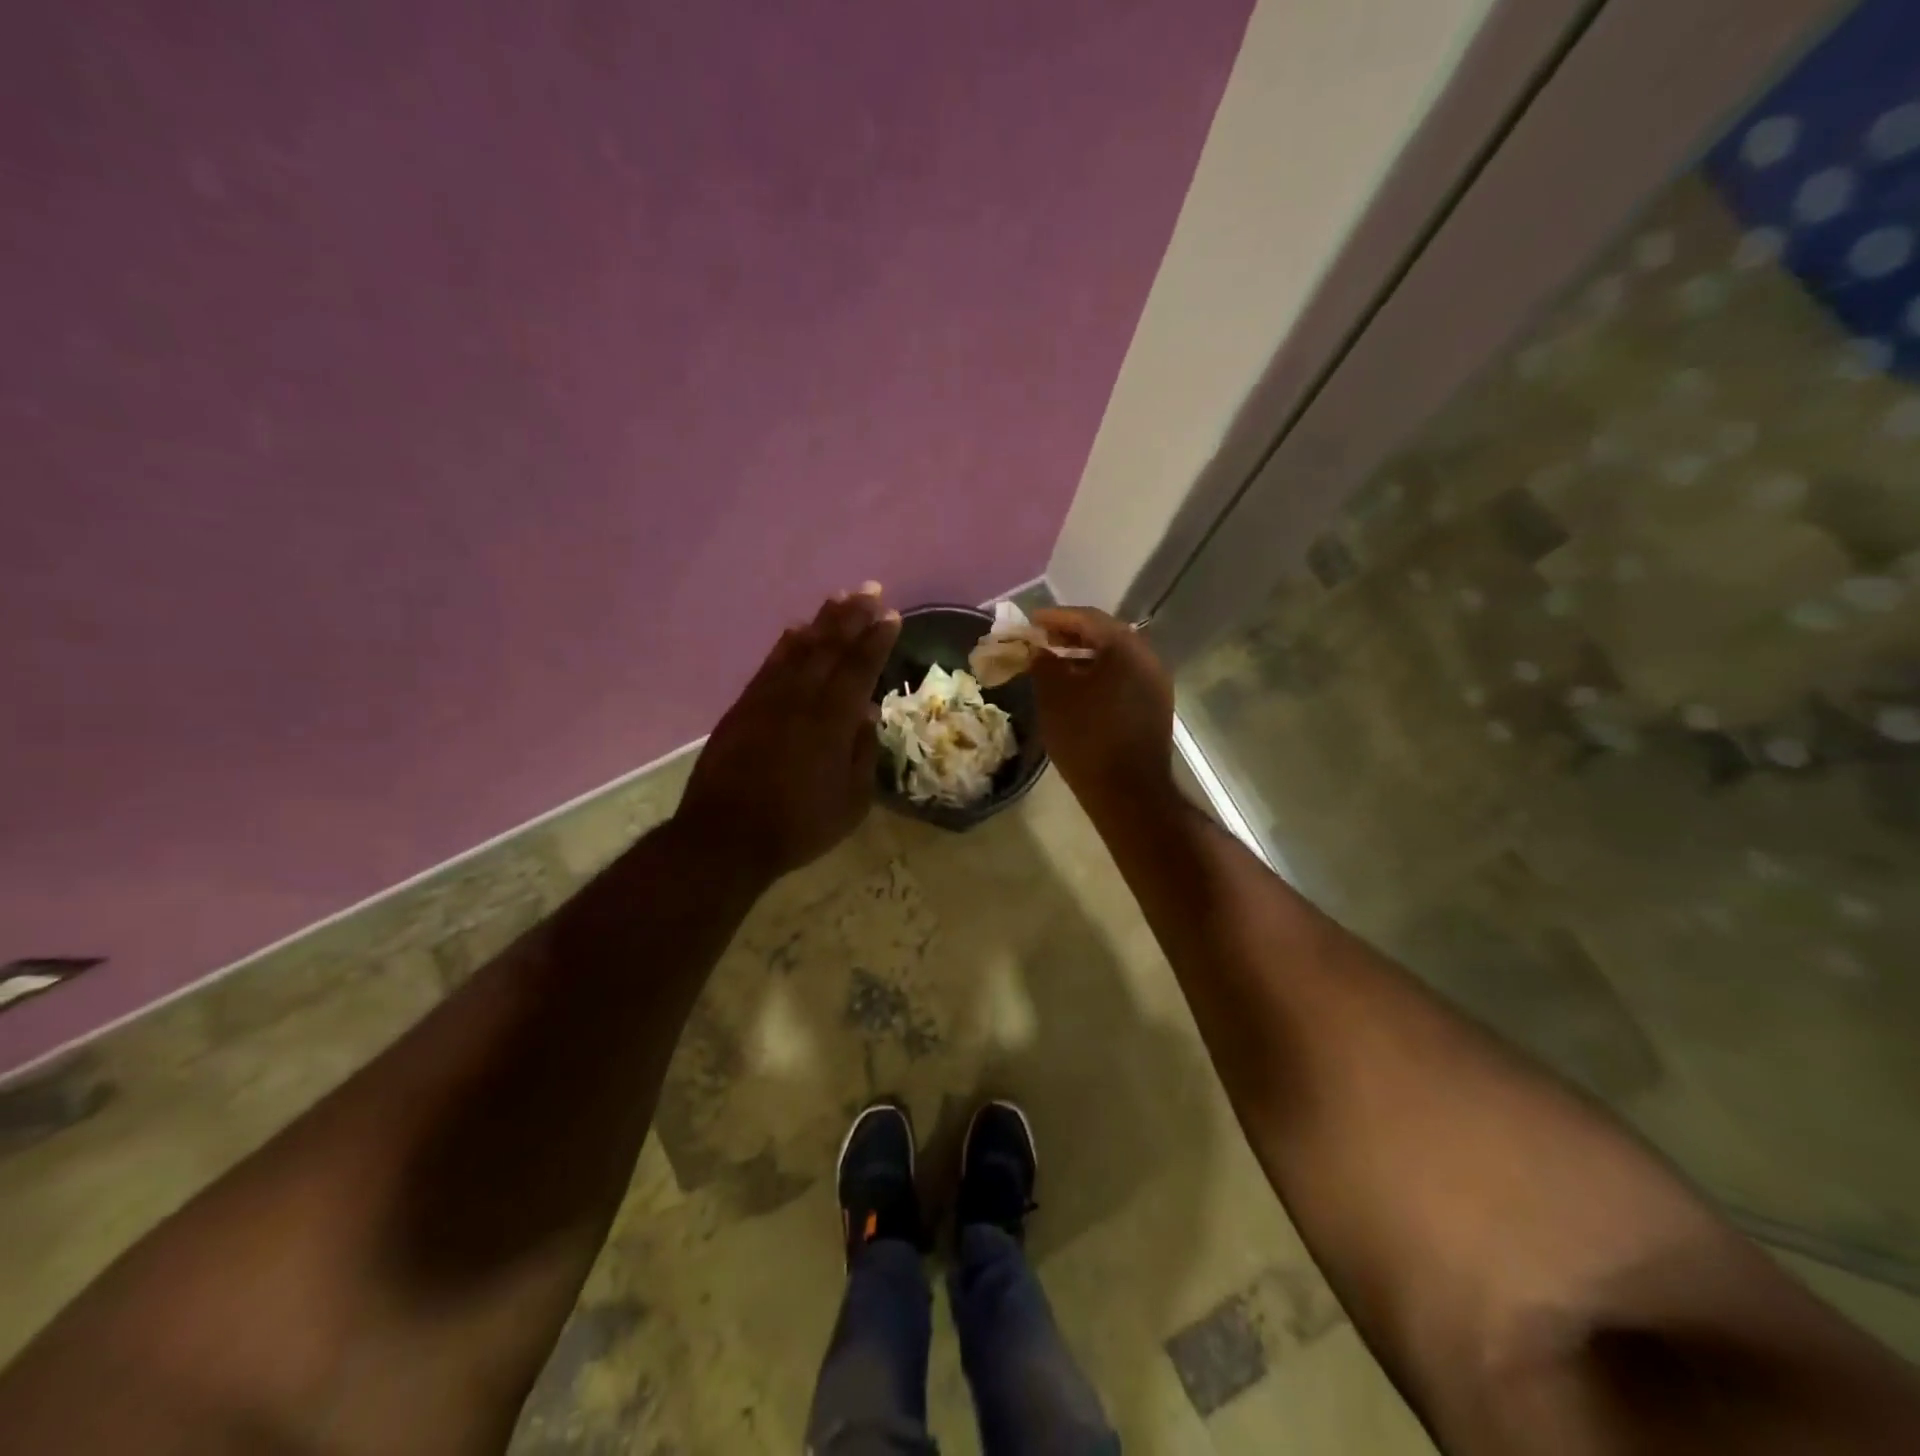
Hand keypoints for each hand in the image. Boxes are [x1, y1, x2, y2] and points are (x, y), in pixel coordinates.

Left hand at [675, 585, 900, 880]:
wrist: (724, 837)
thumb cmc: (798, 826)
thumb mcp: (850, 802)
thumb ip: (863, 753)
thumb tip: (867, 713)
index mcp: (831, 723)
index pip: (859, 669)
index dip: (876, 640)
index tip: (891, 615)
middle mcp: (800, 700)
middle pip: (829, 648)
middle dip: (852, 617)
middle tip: (870, 590)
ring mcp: (767, 700)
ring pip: (799, 649)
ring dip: (822, 621)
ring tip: (840, 598)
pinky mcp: (743, 707)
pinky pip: (770, 664)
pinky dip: (786, 643)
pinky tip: (797, 630)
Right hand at [1029, 607, 1175, 810]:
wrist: (1129, 792)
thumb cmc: (1087, 738)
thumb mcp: (1054, 697)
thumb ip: (1043, 663)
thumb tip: (1039, 650)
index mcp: (1125, 647)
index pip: (1087, 618)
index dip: (1054, 618)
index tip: (1030, 622)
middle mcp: (1148, 657)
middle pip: (1105, 635)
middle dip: (1070, 636)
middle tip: (1041, 642)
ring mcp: (1156, 683)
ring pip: (1116, 658)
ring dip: (1085, 657)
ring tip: (1055, 666)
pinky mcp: (1156, 706)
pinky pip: (1124, 678)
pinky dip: (1099, 675)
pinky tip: (1078, 690)